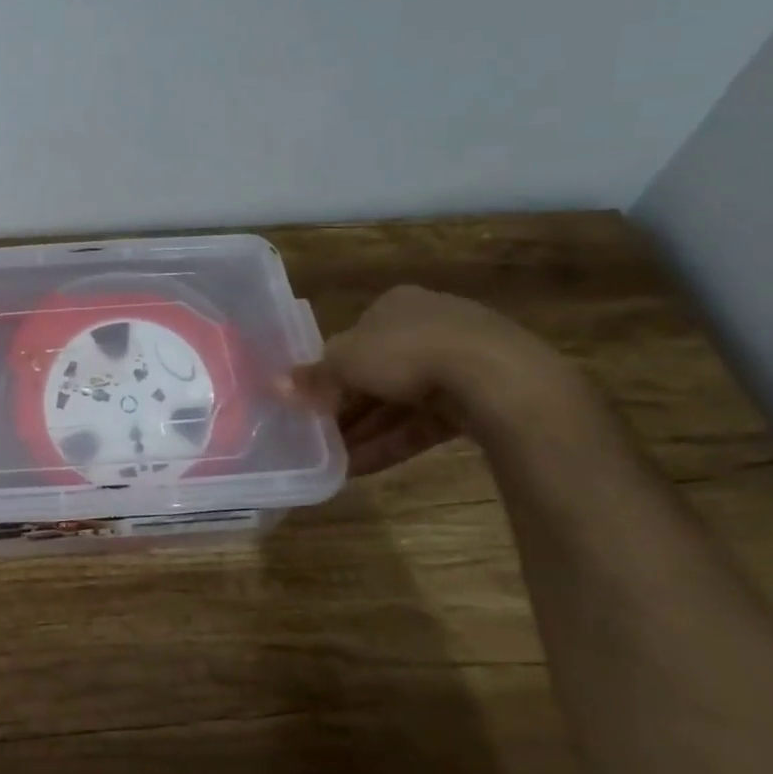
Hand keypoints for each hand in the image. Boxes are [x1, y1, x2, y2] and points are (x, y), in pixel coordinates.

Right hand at [285, 286, 568, 475]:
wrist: (497, 377)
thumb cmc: (407, 352)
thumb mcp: (346, 362)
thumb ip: (314, 377)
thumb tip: (275, 385)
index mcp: (395, 305)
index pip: (354, 338)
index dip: (331, 370)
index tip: (312, 401)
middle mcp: (427, 325)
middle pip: (377, 371)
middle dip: (348, 407)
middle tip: (321, 436)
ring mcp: (459, 362)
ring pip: (402, 401)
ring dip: (367, 431)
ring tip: (336, 462)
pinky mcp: (480, 398)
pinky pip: (426, 422)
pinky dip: (395, 442)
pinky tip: (364, 468)